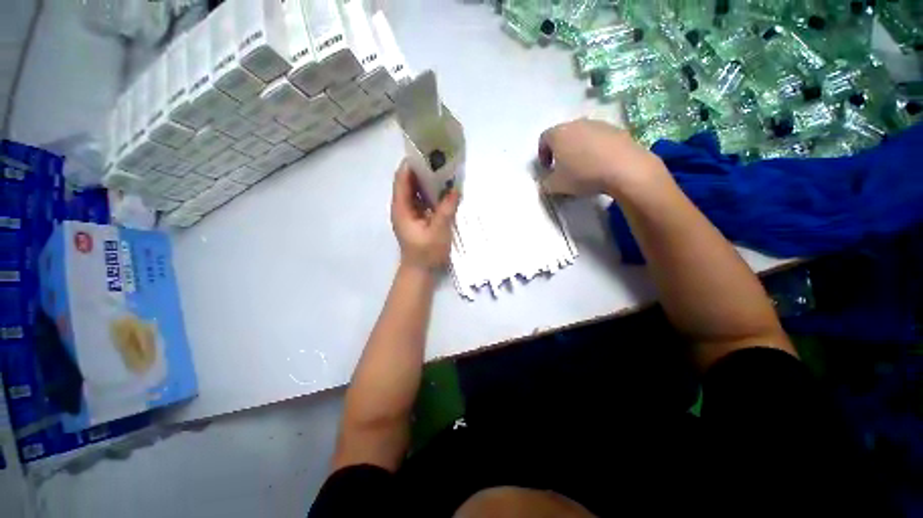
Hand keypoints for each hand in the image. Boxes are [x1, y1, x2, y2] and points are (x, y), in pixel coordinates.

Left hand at [391, 161, 459, 271]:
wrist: (420, 271)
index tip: (427, 152)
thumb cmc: (426, 253)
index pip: (402, 179)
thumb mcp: (438, 231)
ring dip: (427, 181)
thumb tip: (455, 189)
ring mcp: (409, 212)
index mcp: (401, 208)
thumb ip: (446, 210)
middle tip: (439, 160)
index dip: (412, 164)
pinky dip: (431, 193)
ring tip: (443, 171)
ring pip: (416, 190)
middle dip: (422, 170)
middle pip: (408, 182)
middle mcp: (402, 207)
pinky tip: (443, 190)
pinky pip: (422, 200)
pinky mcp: (417, 218)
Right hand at [538, 119, 669, 196]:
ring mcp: (599, 124)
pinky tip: (600, 165)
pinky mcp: (617, 129)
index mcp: (558, 134)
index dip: (542, 153)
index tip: (546, 168)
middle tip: (563, 167)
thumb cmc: (582, 175)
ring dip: (578, 149)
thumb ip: (545, 183)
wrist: (624, 168)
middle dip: (560, 150)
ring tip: (583, 167)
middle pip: (563, 134)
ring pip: (582, 135)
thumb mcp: (556, 186)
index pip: (543, 138)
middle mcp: (577, 123)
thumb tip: (546, 181)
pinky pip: (599, 138)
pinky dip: (595, 149)